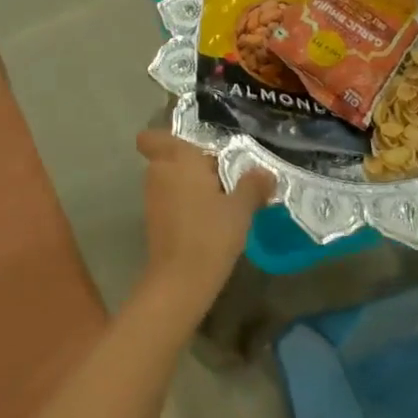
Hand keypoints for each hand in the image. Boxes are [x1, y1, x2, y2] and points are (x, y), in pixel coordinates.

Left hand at [136, 131, 273, 316]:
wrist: (181, 280)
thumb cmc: (211, 234)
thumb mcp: (240, 209)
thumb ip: (252, 186)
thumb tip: (265, 173)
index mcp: (177, 159)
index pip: (152, 137)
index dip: (166, 139)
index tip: (194, 149)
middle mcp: (159, 173)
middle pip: (168, 157)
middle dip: (190, 163)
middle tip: (222, 175)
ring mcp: (152, 198)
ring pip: (169, 179)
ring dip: (189, 185)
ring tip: (221, 199)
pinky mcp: (153, 221)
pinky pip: (169, 200)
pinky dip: (184, 204)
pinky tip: (209, 220)